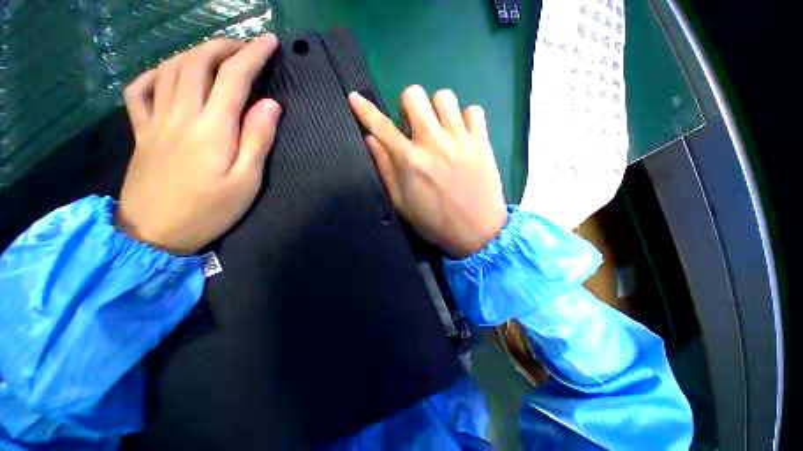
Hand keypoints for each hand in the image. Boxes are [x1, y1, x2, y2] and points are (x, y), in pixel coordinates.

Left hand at [118, 34, 281, 254]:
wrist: (155, 233)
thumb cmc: (210, 210)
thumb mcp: (246, 181)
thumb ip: (258, 140)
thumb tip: (270, 104)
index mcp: (212, 127)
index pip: (234, 77)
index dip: (253, 55)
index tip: (269, 43)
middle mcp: (181, 113)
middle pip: (198, 62)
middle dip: (225, 46)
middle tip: (246, 47)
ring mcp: (156, 119)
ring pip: (170, 68)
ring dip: (195, 52)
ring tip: (215, 54)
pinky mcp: (141, 131)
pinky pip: (139, 90)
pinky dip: (155, 73)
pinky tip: (168, 73)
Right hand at [349, 86, 506, 257]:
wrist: (477, 232)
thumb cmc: (435, 222)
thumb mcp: (402, 203)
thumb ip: (386, 169)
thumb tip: (371, 140)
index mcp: (410, 161)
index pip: (381, 127)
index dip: (364, 110)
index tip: (355, 98)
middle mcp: (433, 143)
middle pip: (414, 95)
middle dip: (408, 106)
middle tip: (414, 127)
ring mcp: (461, 140)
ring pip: (444, 97)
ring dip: (437, 110)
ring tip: (440, 130)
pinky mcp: (482, 142)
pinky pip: (473, 111)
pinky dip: (465, 119)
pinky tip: (462, 136)